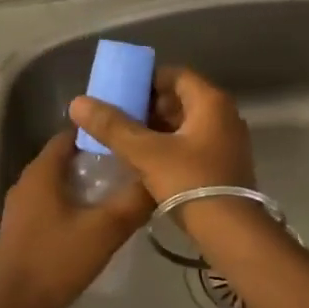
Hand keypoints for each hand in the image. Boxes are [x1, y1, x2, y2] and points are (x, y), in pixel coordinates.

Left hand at [0, 129, 152, 307]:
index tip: (130, 136)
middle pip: (67, 157)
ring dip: (87, 181)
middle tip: (132, 164)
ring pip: (60, 181)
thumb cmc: (56, 261)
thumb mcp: (104, 231)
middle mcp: (27, 180)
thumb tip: (159, 177)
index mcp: (42, 171)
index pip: (73, 133)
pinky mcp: (22, 226)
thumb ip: (133, 201)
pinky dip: (73, 200)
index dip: (102, 132)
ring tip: (121, 189)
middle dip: (98, 157)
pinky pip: (52, 201)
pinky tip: (96, 217)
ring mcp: (22, 205)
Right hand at [67, 65, 254, 205]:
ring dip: (158, 128)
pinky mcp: (225, 164)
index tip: (121, 93)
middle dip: (149, 106)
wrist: (231, 233)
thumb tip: (78, 102)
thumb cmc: (190, 182)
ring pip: (186, 123)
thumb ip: (112, 126)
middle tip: (119, 118)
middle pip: (181, 98)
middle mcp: (225, 115)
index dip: (147, 80)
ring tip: (126, 140)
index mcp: (211, 102)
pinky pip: (193, 143)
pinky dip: (170, 145)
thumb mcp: (145, 153)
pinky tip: (147, 160)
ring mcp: (228, 141)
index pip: (175, 74)